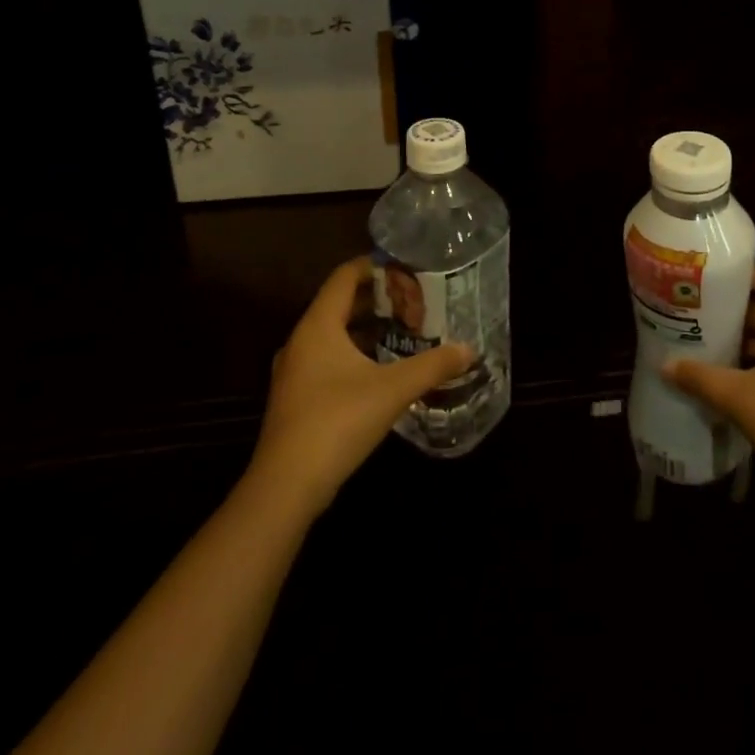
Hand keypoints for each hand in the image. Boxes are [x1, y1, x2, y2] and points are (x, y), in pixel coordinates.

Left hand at [250, 256, 474, 517]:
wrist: (285, 487)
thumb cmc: (337, 422)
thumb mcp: (393, 390)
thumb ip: (433, 365)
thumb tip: (469, 349)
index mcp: (318, 325)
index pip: (345, 276)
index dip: (376, 267)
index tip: (408, 270)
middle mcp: (301, 340)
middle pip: (341, 303)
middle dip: (378, 299)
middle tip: (415, 302)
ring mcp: (295, 371)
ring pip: (334, 333)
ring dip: (368, 328)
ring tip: (405, 331)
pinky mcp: (297, 398)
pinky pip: (328, 358)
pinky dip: (356, 353)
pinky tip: (382, 370)